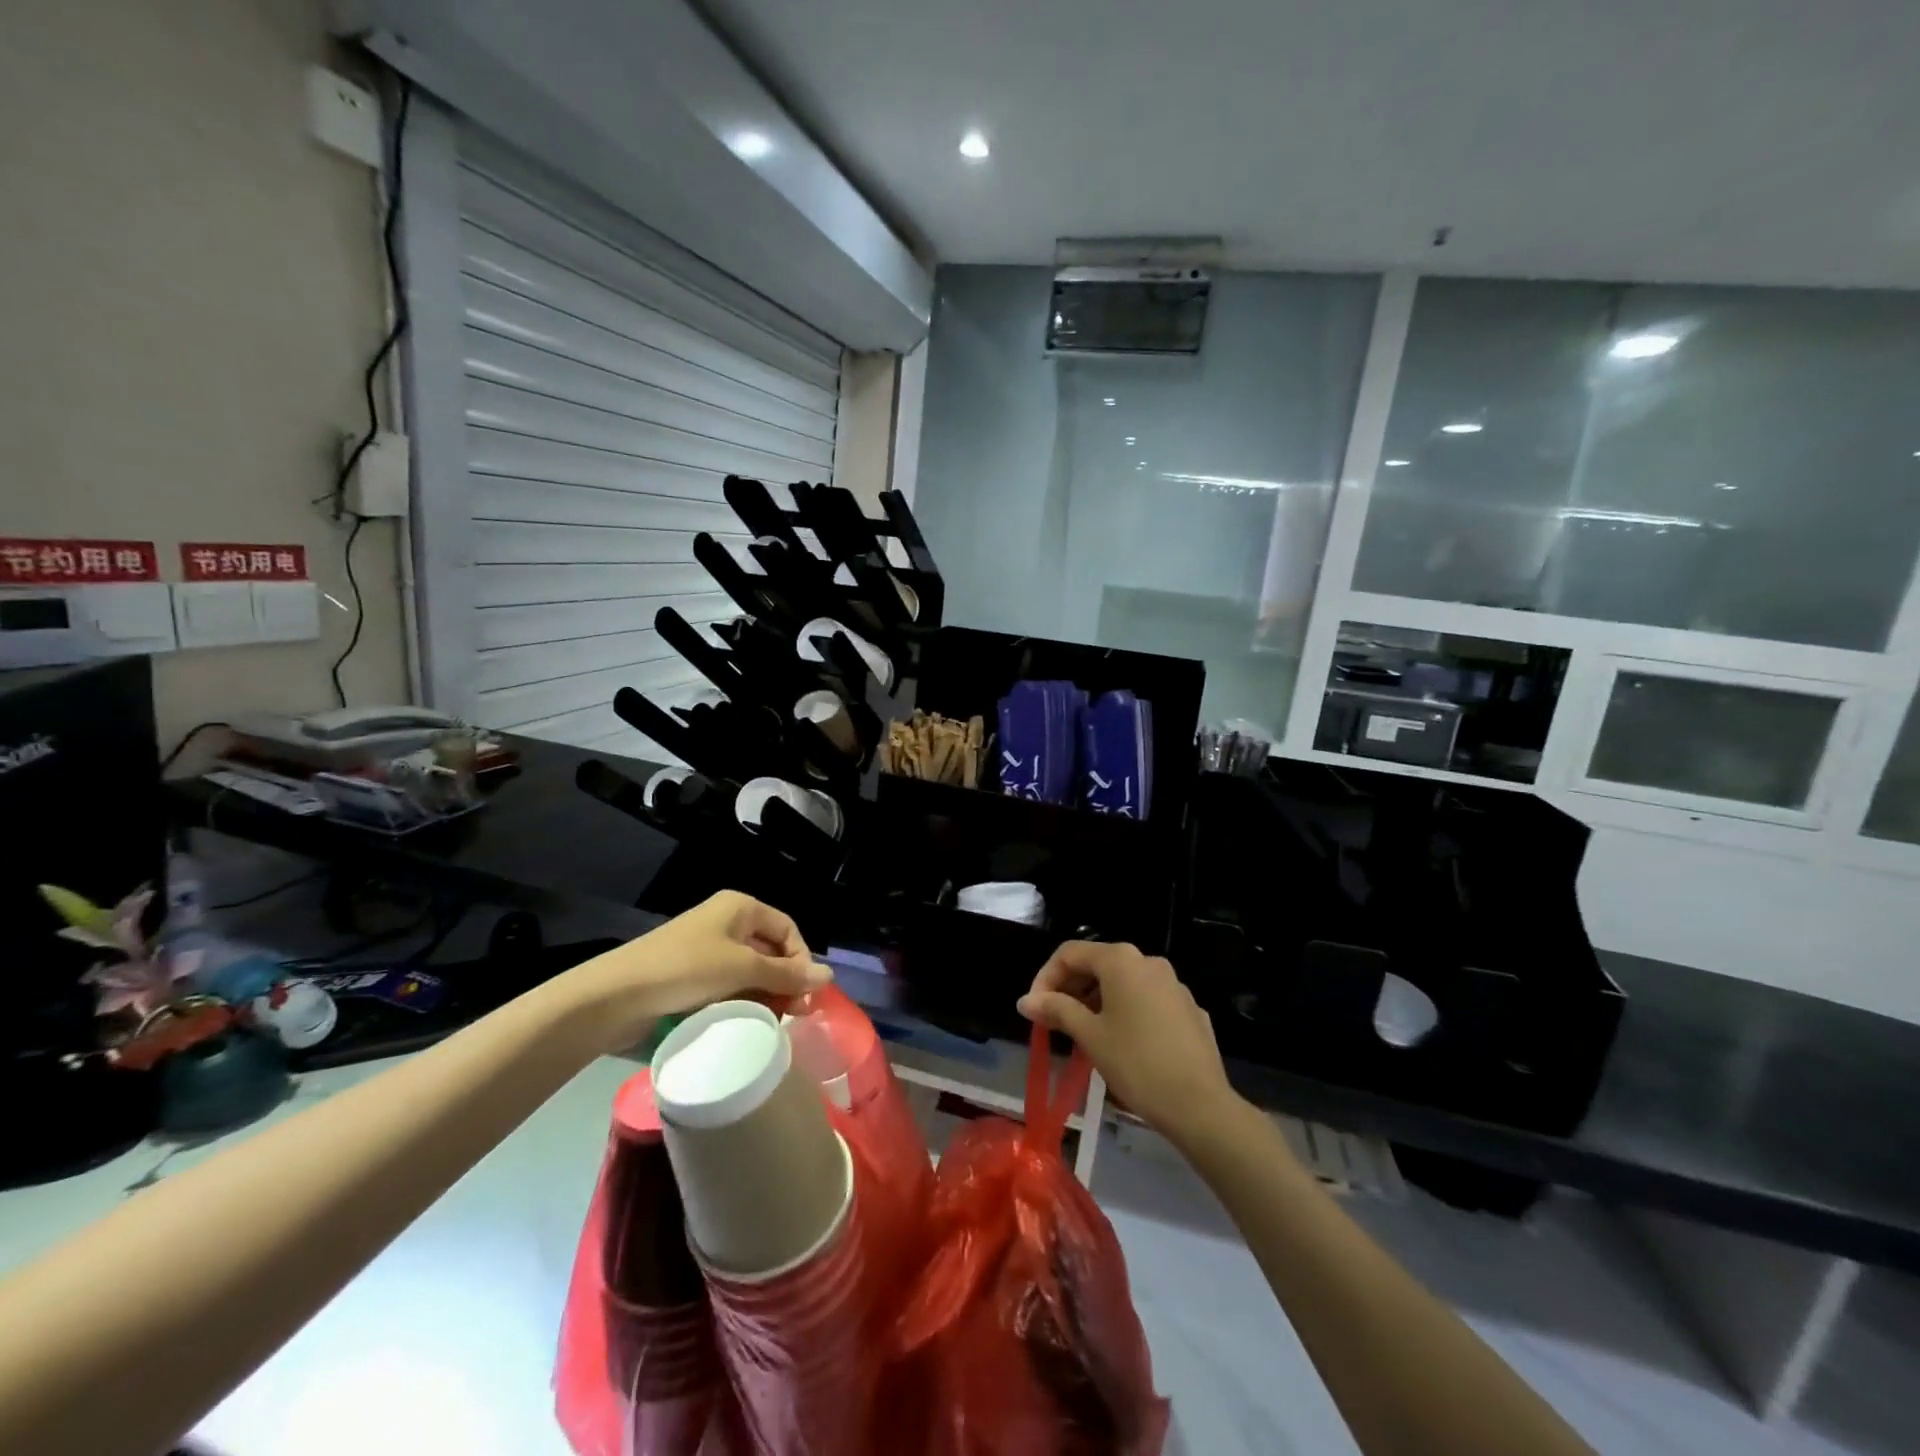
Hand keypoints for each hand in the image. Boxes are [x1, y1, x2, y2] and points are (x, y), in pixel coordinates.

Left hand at [568, 892, 827, 1051]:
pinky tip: (745, 1023)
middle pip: (771, 951)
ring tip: (770, 1023)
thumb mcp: (742, 968)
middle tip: (793, 1015)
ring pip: (752, 973)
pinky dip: (742, 1003)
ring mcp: (708, 951)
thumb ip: (787, 974)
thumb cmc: (685, 969)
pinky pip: (730, 987)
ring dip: (765, 996)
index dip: (801, 960)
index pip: (788, 930)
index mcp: (740, 908)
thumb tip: (829, 977)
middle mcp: (727, 924)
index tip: (804, 995)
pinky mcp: (693, 978)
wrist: (615, 997)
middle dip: (785, 981)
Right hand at [1018, 942, 1234, 1143]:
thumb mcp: (1090, 1035)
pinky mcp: (1188, 1008)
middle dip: (1070, 989)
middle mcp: (1148, 961)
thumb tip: (1025, 1000)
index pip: (1070, 953)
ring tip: (1084, 1034)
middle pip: (1097, 964)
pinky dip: (1125, 1011)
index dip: (1045, 977)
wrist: (1200, 1104)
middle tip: (1054, 1022)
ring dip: (1096, 1001)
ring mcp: (1173, 984)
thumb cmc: (1136, 1064)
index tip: (1034, 1009)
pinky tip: (1122, 1043)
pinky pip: (1146, 1000)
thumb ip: (1056, 1010)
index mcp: (1121, 960)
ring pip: (1123, 982)